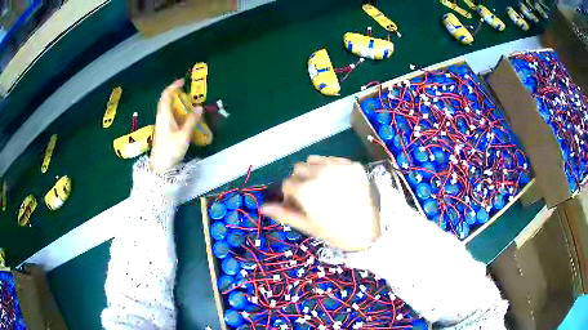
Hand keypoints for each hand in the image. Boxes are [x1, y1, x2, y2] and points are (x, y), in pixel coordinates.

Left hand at [150, 79, 201, 173]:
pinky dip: (177, 111)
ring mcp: (161, 124)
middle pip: (166, 100)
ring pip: (167, 108)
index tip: (183, 81)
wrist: (159, 167)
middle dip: (176, 93)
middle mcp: (161, 117)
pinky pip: (170, 115)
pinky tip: (185, 116)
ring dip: (177, 102)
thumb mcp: (183, 136)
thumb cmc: (170, 150)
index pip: (166, 95)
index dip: (174, 86)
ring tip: (189, 102)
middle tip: (188, 92)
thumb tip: (200, 107)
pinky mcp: (163, 131)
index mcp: (164, 116)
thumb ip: (191, 120)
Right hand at [261, 156, 380, 251]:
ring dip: (313, 171)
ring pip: (314, 160)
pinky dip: (330, 168)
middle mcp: (319, 173)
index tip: (297, 205)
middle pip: (299, 169)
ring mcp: (338, 167)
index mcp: (306, 190)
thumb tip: (262, 207)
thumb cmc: (337, 233)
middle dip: (300, 181)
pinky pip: (333, 160)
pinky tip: (337, 183)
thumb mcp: (308, 226)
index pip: (287, 184)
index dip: (290, 196)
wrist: (371, 232)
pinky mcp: (353, 165)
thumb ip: (284, 214)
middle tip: (310, 197)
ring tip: (323, 187)